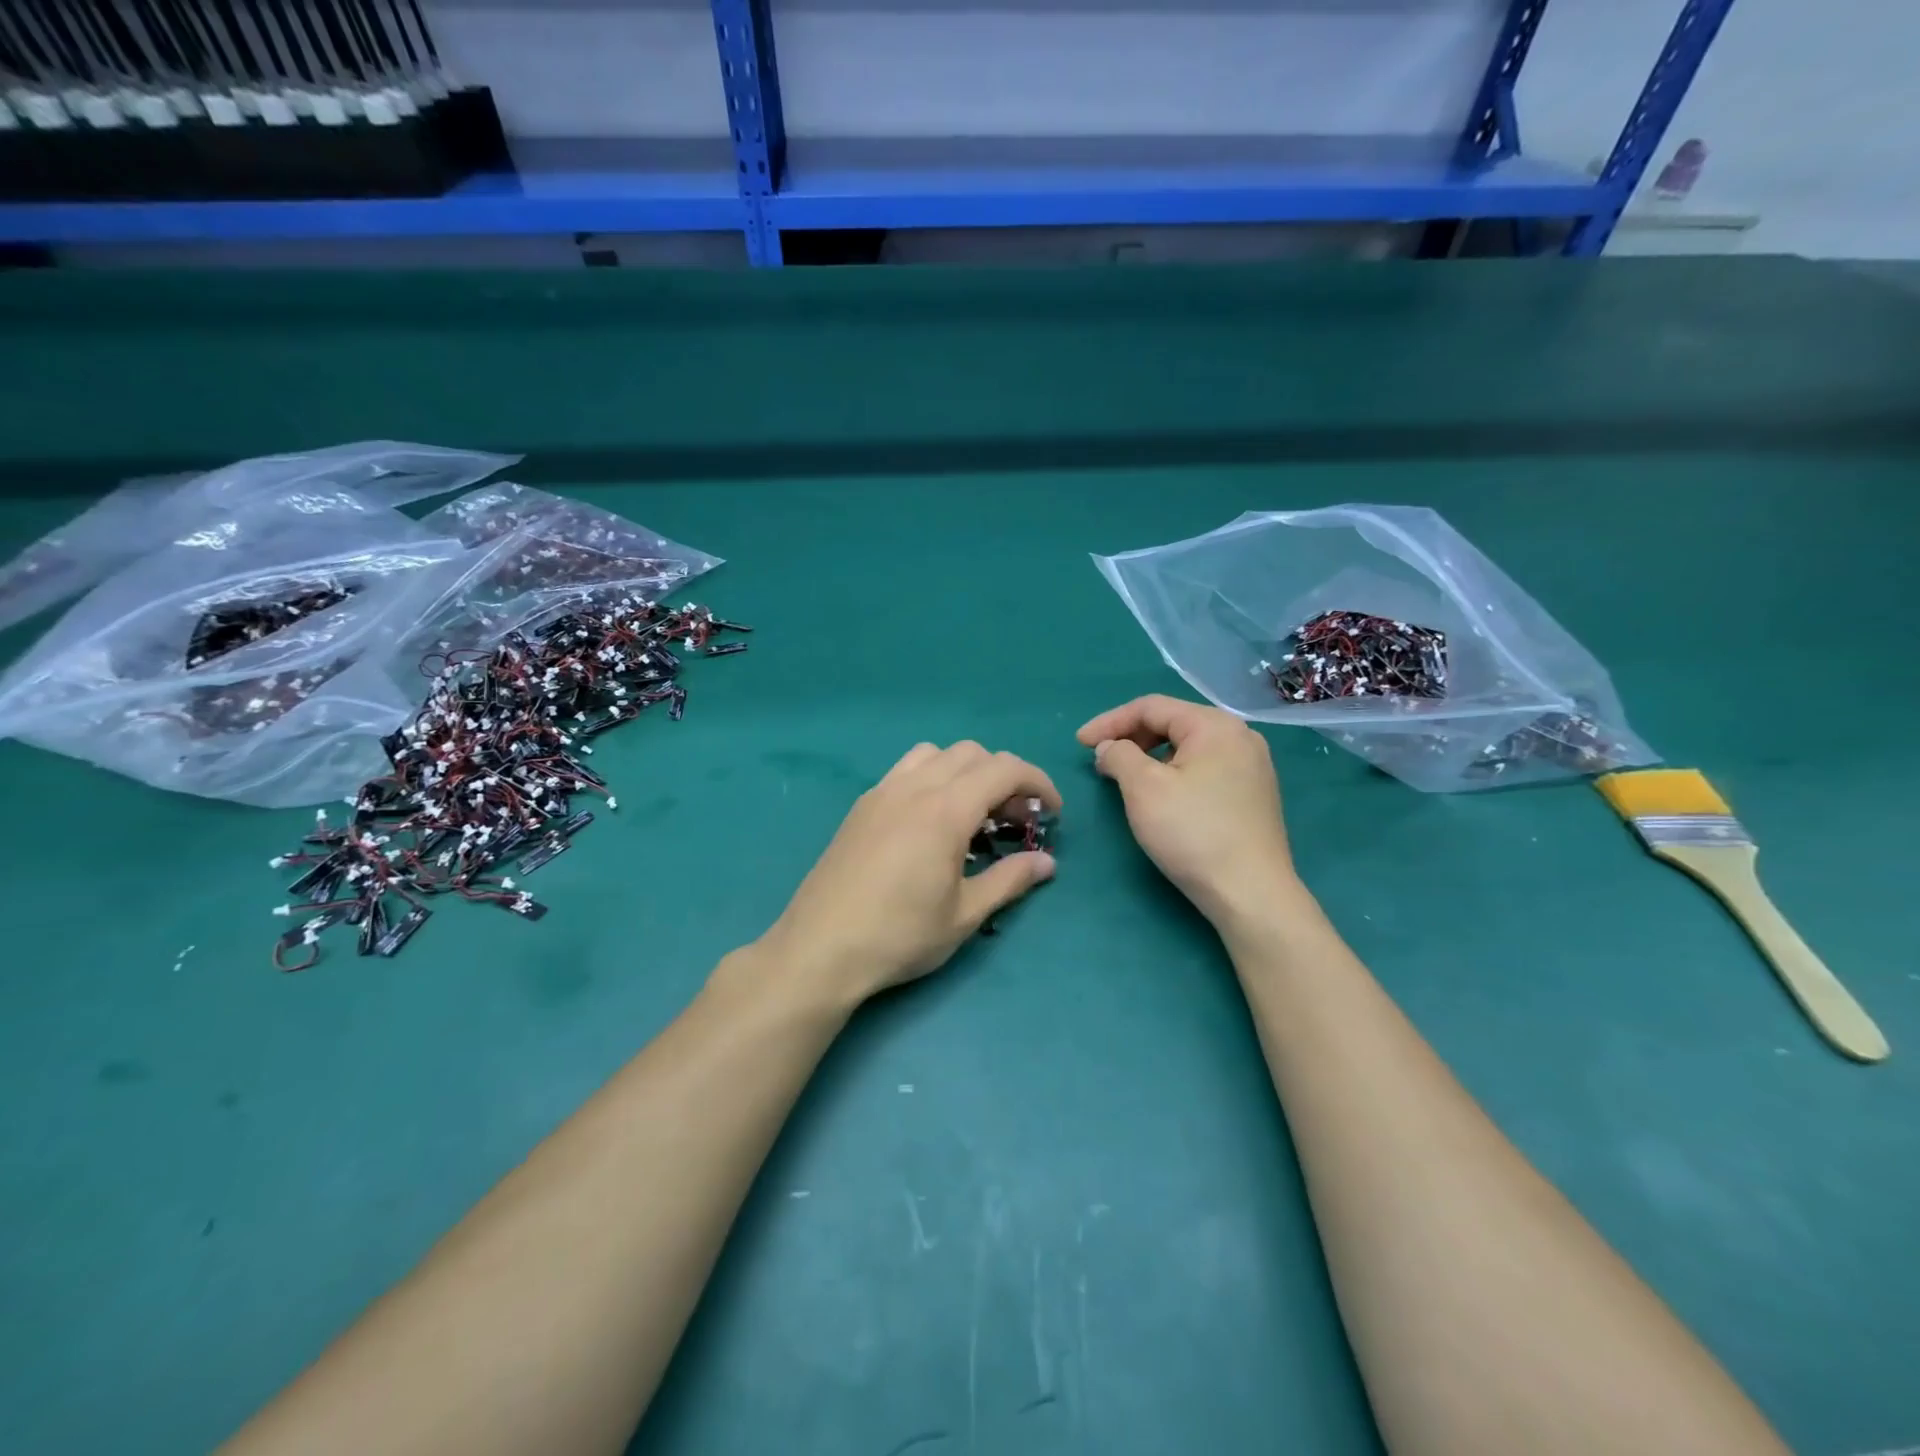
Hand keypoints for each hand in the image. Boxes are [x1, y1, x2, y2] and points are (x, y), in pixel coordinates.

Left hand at [753, 742, 1060, 1010]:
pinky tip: (930, 822)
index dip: (1037, 782)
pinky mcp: (861, 806)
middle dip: (1004, 777)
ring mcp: (882, 792)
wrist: (820, 948)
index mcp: (945, 810)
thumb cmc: (899, 936)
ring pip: (935, 754)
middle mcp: (914, 787)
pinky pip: (906, 770)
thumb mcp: (964, 915)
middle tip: (1015, 820)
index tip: (1052, 812)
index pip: (1004, 769)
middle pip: (972, 753)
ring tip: (972, 813)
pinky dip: (932, 778)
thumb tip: (1047, 863)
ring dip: (965, 771)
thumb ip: (1009, 880)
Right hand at [1077, 695, 1297, 925]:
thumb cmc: (1192, 833)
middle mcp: (1240, 736)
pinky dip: (1174, 773)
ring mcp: (1252, 766)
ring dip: (1150, 757)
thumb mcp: (1143, 788)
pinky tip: (1160, 796)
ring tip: (1125, 779)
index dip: (1109, 721)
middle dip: (1131, 738)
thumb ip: (1119, 755)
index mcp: (1215, 725)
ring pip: (1188, 748)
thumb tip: (1111, 748)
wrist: (1250, 893)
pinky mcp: (1254, 794)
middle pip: (1173, 723)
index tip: (1079, 744)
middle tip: (1101, 762)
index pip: (1151, 707)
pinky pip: (1204, 768)